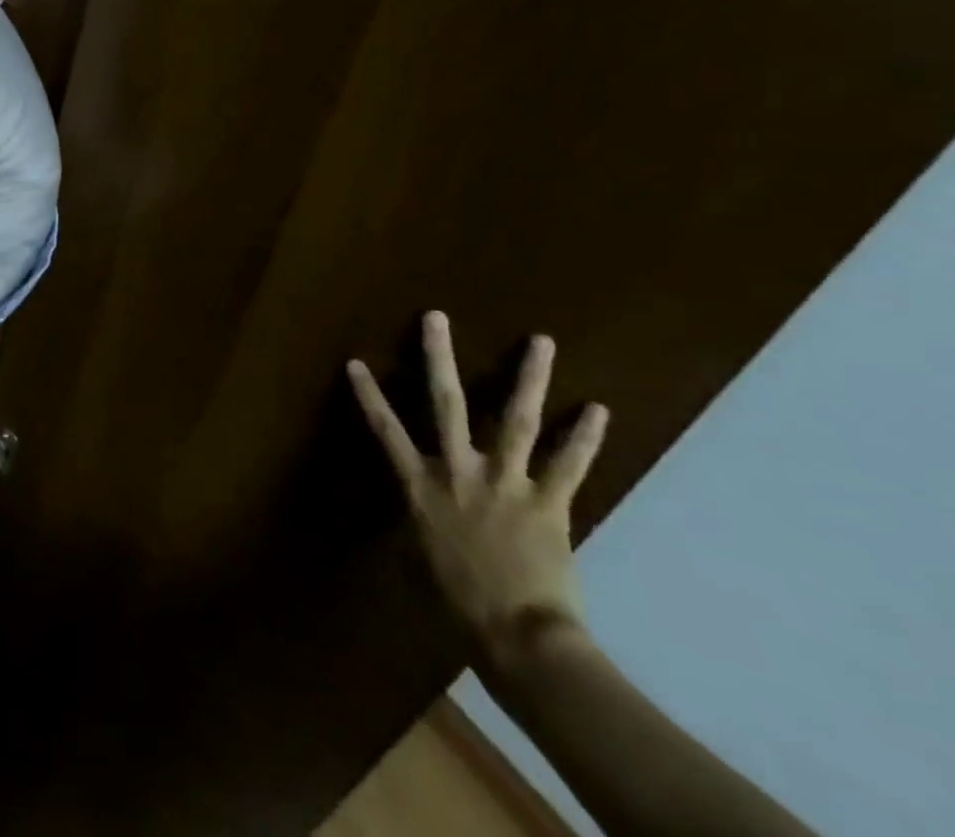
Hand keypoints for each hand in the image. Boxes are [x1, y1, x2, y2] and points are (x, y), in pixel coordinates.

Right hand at [347, 311, 609, 668]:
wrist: (518, 638)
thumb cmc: (458, 602)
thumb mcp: (421, 559)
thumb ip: (420, 524)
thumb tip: (421, 512)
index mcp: (421, 486)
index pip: (387, 430)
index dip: (370, 395)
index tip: (356, 362)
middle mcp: (459, 470)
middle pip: (447, 403)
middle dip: (439, 357)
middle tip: (435, 317)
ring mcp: (506, 481)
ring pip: (515, 419)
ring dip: (530, 378)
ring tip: (541, 341)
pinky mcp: (549, 502)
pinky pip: (568, 464)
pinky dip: (584, 438)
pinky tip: (599, 410)